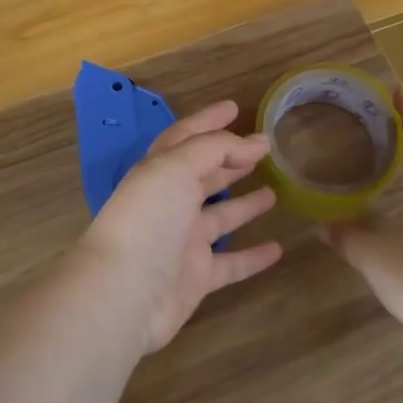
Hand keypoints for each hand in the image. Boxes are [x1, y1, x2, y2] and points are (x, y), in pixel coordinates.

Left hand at [75, 100, 283, 354]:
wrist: (124, 294)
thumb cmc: (149, 221)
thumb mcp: (177, 168)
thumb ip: (216, 149)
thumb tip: (256, 143)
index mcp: (159, 172)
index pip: (186, 137)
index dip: (209, 120)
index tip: (235, 107)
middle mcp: (170, 203)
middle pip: (204, 175)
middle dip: (230, 160)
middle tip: (263, 150)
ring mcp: (183, 242)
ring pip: (220, 217)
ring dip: (245, 204)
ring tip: (275, 191)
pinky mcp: (196, 277)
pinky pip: (231, 263)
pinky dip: (253, 256)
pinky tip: (278, 249)